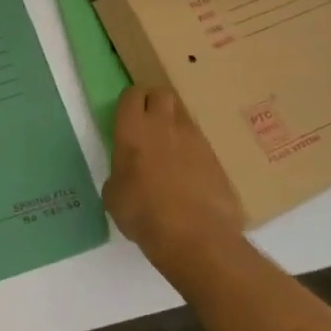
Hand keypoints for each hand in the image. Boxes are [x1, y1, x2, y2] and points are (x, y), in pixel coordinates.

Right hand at [102, 86, 243, 276]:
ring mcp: (194, 139)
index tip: (126, 116)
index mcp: (133, 129)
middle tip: (147, 125)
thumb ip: (119, 173)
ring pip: (183, 116)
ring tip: (169, 151)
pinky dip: (192, 151)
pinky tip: (188, 174)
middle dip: (154, 103)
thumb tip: (127, 175)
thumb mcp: (114, 195)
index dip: (129, 102)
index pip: (132, 94)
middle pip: (161, 93)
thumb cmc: (143, 214)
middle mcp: (164, 125)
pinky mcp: (216, 157)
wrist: (195, 237)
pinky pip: (200, 142)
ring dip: (174, 126)